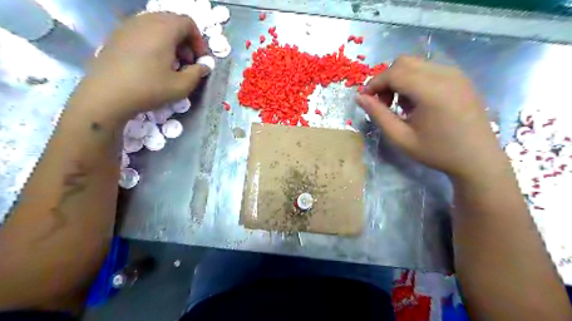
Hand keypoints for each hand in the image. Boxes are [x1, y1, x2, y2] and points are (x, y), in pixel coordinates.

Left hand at [83, 13, 209, 115]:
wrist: (107, 95)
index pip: (188, 23)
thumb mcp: (181, 85)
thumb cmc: (149, 89)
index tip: (199, 59)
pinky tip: (152, 62)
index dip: (198, 40)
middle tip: (186, 62)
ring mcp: (128, 26)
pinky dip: (154, 41)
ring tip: (170, 63)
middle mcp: (145, 21)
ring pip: (157, 25)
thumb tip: (204, 66)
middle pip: (172, 21)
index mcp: (163, 30)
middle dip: (185, 40)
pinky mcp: (117, 35)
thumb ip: (198, 73)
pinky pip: (142, 31)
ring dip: (170, 41)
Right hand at [356, 56, 501, 180]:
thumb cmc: (436, 152)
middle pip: (403, 62)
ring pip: (416, 64)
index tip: (366, 100)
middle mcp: (445, 74)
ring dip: (400, 80)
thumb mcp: (400, 138)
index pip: (393, 73)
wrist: (477, 159)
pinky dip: (415, 80)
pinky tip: (418, 102)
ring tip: (401, 105)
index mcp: (431, 90)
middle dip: (386, 80)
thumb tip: (359, 98)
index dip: (374, 84)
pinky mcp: (460, 78)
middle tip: (384, 103)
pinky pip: (429, 69)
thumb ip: (378, 115)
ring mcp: (456, 74)